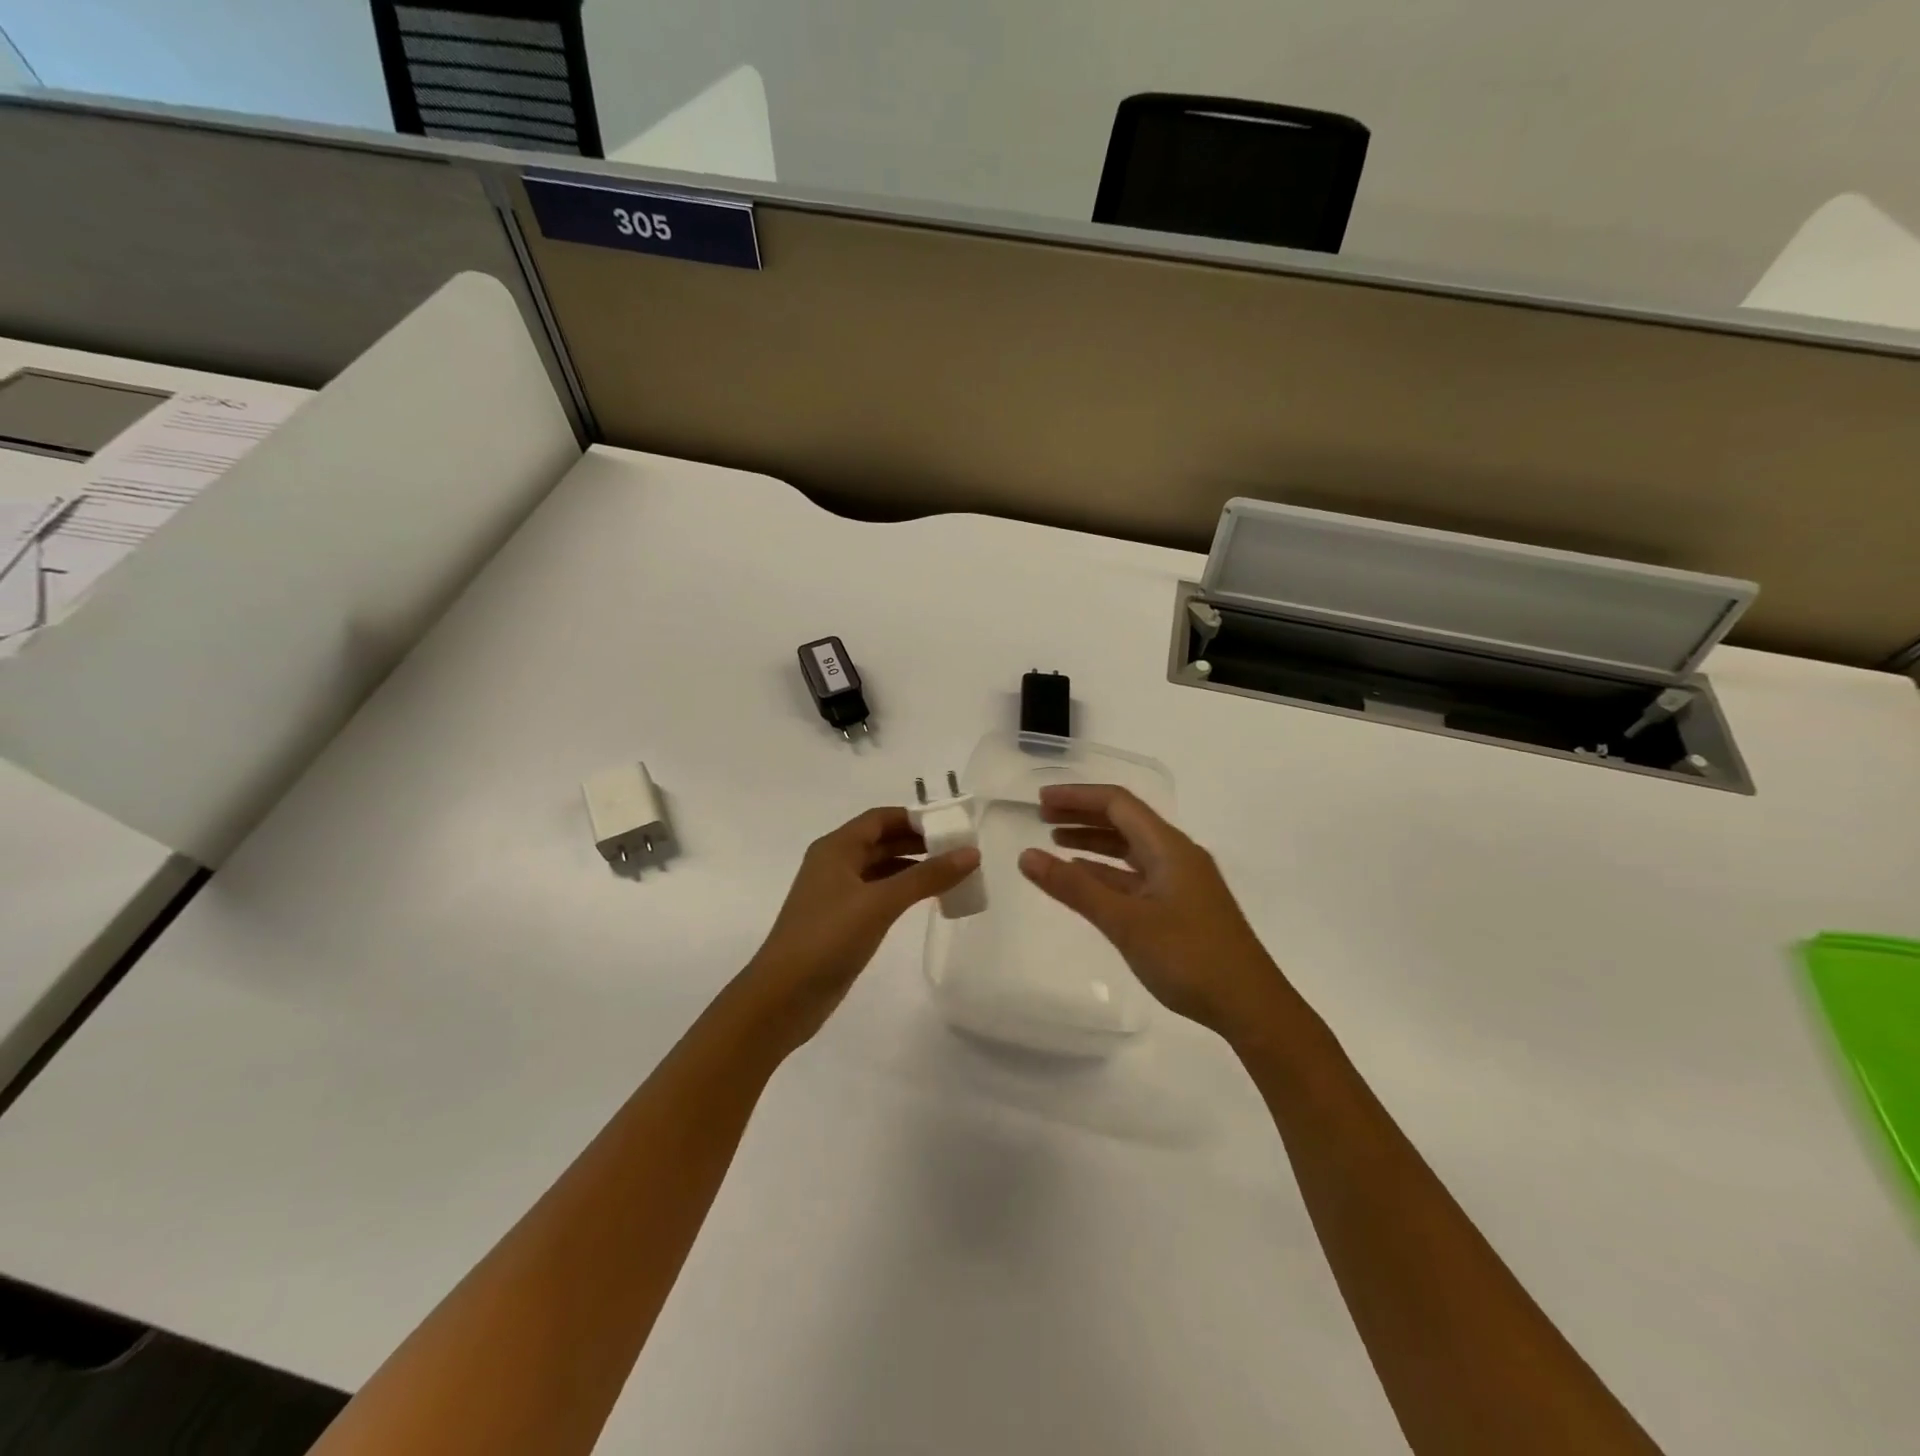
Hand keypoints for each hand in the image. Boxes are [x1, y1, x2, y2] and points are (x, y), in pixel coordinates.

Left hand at [743, 807, 979, 1045]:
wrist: (783, 997)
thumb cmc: (828, 938)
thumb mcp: (881, 903)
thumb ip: (927, 876)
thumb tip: (971, 853)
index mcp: (836, 848)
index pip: (880, 818)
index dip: (915, 818)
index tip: (952, 826)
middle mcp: (834, 864)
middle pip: (881, 841)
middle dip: (919, 842)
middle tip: (959, 850)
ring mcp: (836, 894)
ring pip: (881, 869)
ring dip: (913, 868)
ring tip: (952, 874)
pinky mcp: (842, 921)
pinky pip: (878, 894)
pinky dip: (902, 892)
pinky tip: (927, 901)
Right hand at [1018, 785, 1282, 1037]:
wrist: (1250, 1006)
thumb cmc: (1189, 958)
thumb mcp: (1126, 922)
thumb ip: (1075, 888)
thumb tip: (1027, 856)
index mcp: (1169, 847)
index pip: (1117, 803)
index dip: (1077, 797)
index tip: (1040, 800)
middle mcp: (1177, 855)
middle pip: (1125, 820)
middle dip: (1083, 814)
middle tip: (1041, 817)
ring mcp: (1181, 882)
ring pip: (1131, 849)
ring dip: (1094, 841)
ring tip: (1055, 842)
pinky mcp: (1181, 906)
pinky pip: (1137, 875)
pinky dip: (1108, 871)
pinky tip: (1086, 879)